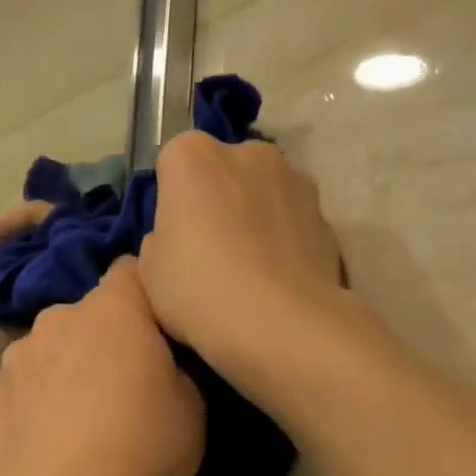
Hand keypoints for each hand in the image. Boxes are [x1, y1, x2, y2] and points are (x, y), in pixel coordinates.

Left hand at [0, 260, 203, 475]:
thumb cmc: (141, 446)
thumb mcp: (193, 408)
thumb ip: (178, 367)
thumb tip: (163, 361)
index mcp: (113, 310)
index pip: (130, 270)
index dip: (144, 291)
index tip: (156, 324)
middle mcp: (57, 319)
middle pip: (86, 315)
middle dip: (103, 337)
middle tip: (121, 381)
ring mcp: (16, 357)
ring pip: (48, 350)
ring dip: (63, 368)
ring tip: (76, 416)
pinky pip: (19, 390)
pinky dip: (31, 405)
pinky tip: (44, 441)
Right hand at [139, 132, 343, 365]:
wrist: (280, 323)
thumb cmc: (198, 289)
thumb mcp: (149, 270)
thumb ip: (160, 240)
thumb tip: (180, 238)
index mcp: (191, 156)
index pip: (173, 165)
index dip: (172, 203)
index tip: (175, 238)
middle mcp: (247, 151)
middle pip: (223, 172)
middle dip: (217, 200)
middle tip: (210, 252)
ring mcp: (294, 178)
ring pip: (262, 192)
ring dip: (254, 215)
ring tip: (250, 268)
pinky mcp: (326, 213)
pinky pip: (292, 221)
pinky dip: (285, 238)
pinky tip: (279, 278)